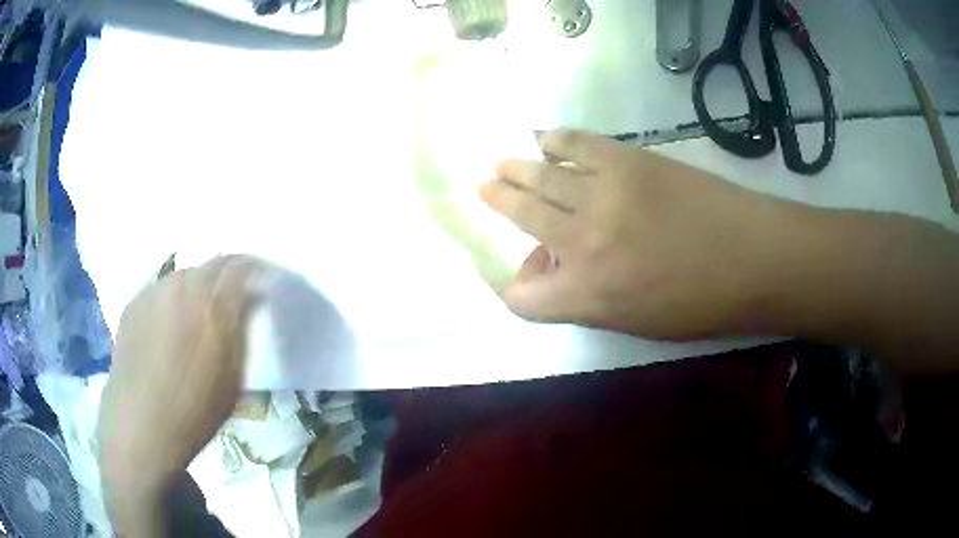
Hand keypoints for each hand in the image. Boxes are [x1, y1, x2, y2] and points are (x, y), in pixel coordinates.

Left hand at [97, 256, 265, 534]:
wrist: (140, 425)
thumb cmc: (194, 413)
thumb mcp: (233, 379)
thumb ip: (241, 332)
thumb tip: (249, 301)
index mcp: (214, 306)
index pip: (241, 266)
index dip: (253, 270)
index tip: (259, 284)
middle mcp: (183, 287)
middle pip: (212, 264)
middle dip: (225, 277)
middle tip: (229, 300)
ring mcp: (155, 291)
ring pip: (185, 275)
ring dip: (197, 288)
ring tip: (196, 315)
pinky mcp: (134, 300)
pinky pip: (161, 289)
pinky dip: (172, 300)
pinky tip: (168, 326)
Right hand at [479, 129, 789, 339]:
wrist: (753, 257)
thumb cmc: (702, 304)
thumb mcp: (637, 323)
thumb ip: (587, 299)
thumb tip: (558, 269)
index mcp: (586, 295)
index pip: (521, 296)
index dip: (514, 289)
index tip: (519, 277)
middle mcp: (583, 243)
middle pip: (522, 216)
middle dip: (499, 202)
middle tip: (486, 187)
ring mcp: (603, 194)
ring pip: (541, 175)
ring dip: (516, 169)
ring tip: (502, 164)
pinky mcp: (627, 160)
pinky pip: (576, 143)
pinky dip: (554, 140)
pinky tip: (544, 139)